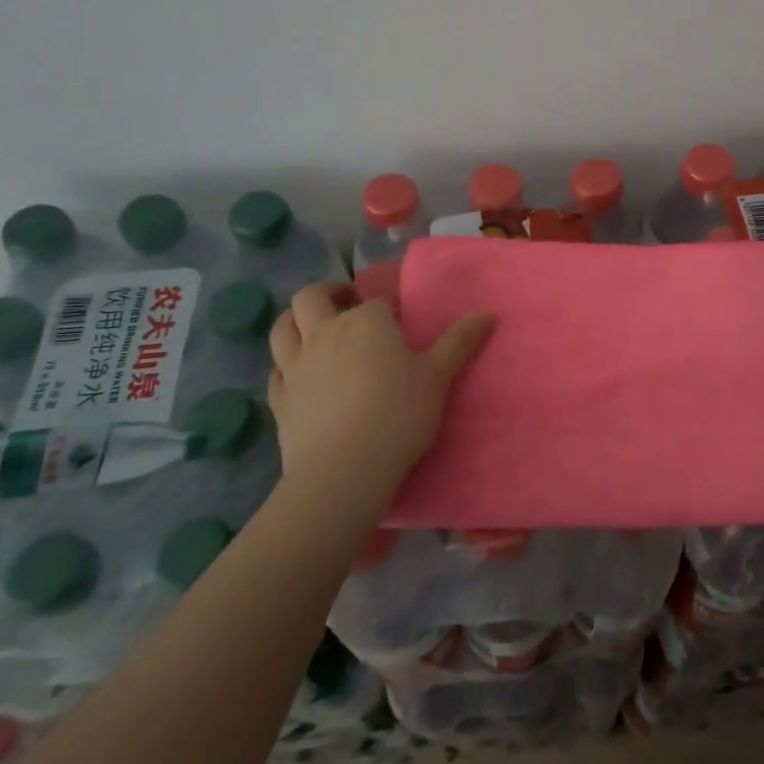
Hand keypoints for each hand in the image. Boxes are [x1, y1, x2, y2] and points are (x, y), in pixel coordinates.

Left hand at [267, 283, 495, 503]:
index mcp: (366, 322)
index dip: (387, 308)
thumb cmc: (399, 415)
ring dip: (295, 320)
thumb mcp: (439, 377)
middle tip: (346, 302)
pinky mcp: (279, 398)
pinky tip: (297, 375)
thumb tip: (488, 312)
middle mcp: (325, 333)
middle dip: (329, 293)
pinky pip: (275, 371)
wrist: (344, 470)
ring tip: (313, 327)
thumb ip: (461, 341)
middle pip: (311, 297)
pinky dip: (285, 365)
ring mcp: (295, 365)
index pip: (375, 301)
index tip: (399, 322)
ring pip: (282, 327)